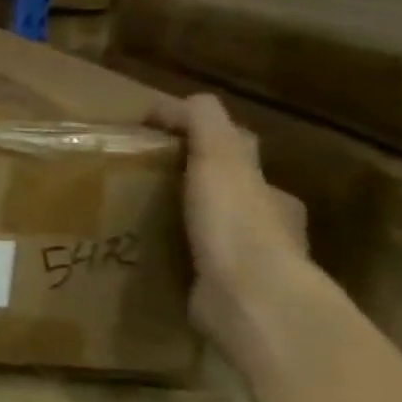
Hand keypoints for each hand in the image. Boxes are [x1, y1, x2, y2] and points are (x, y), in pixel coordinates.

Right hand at [149, 92, 307, 339]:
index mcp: (271, 195)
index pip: (239, 159)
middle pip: (224, 197)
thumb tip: (171, 102)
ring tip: (130, 221)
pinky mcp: (222, 295)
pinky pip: (192, 268)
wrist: (250, 300)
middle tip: (136, 185)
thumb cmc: (236, 223)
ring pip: (209, 234)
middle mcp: (268, 229)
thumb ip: (202, 122)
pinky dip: (170, 259)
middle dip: (188, 189)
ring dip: (177, 226)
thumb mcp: (219, 156)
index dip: (201, 146)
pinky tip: (139, 258)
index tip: (155, 146)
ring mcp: (247, 266)